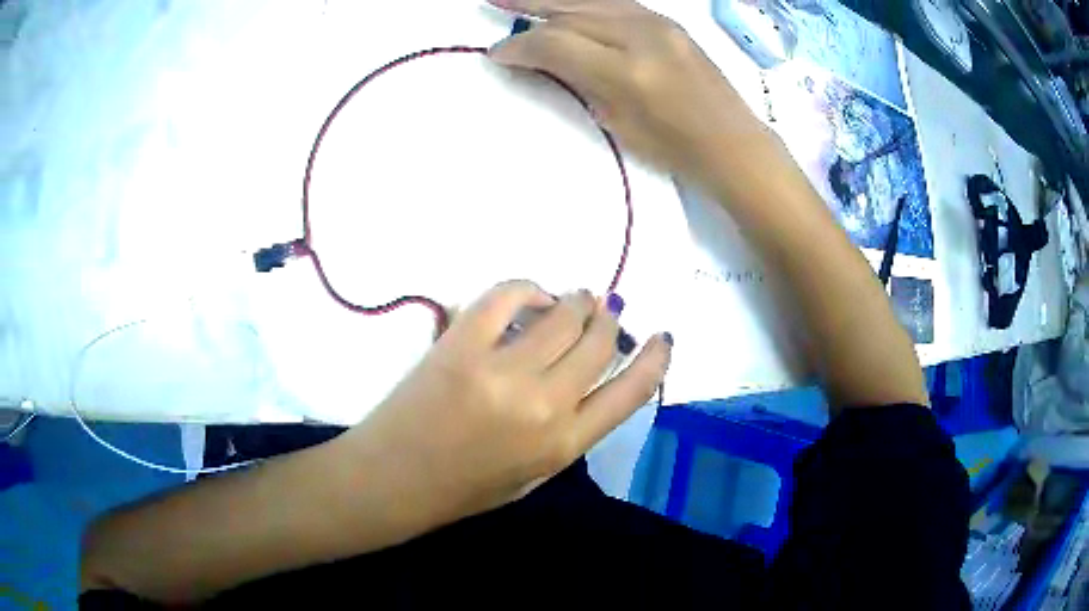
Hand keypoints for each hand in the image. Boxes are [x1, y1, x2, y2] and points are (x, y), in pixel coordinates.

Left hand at [341, 280, 671, 523]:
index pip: (632, 392)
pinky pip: (506, 294)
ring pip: (563, 313)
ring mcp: (501, 370)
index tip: (660, 336)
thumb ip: (568, 428)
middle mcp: (544, 406)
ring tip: (572, 300)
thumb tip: (588, 375)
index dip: (654, 358)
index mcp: (564, 445)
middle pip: (599, 342)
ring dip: (575, 301)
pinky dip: (526, 288)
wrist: (392, 480)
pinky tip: (529, 296)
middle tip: (602, 310)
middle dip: (608, 319)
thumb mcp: (534, 474)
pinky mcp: (461, 344)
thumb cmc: (463, 488)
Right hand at [489, 0, 772, 178]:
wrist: (732, 142)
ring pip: (592, 0)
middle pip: (571, 12)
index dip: (520, 47)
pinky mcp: (668, 22)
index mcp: (626, 73)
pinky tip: (568, 3)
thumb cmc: (675, 149)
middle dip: (527, 5)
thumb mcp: (617, 123)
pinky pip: (616, 2)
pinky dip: (585, 2)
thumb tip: (542, 61)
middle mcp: (641, 37)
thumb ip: (578, 84)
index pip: (557, 45)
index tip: (497, 53)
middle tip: (493, 2)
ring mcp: (659, 24)